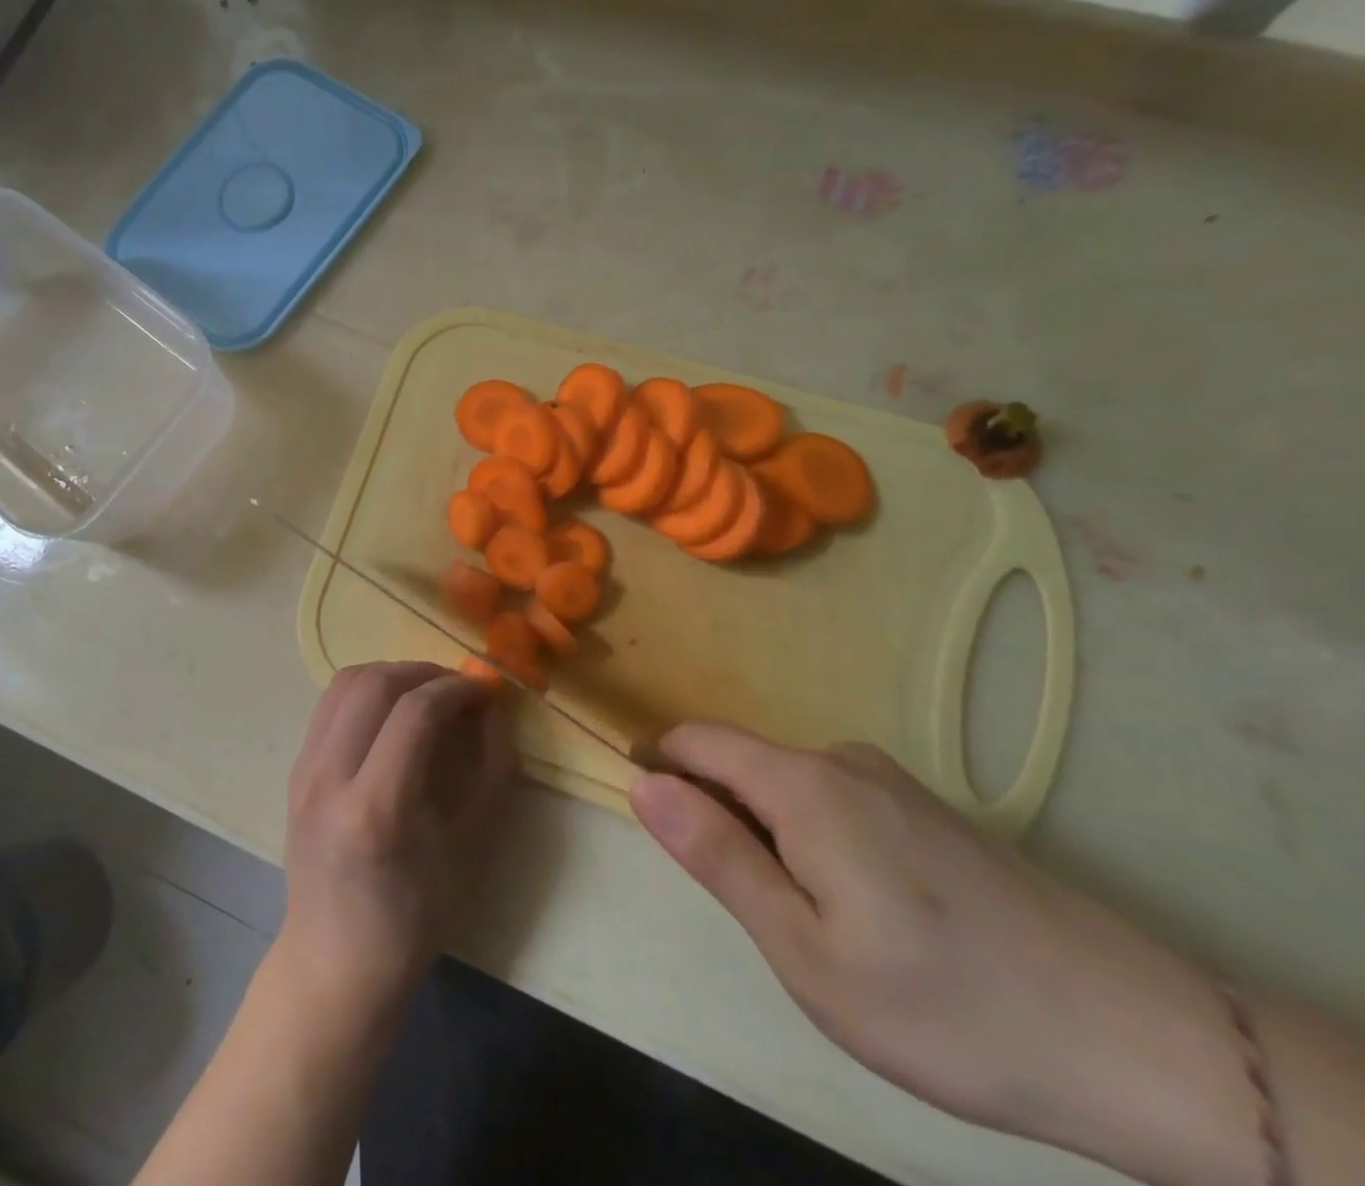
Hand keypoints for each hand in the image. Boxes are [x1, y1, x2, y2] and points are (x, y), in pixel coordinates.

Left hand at [280, 662, 517, 1013]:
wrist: (335, 961)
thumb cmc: (413, 917)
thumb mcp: (471, 849)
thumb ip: (491, 770)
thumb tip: (492, 708)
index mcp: (376, 810)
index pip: (415, 713)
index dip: (455, 690)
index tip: (482, 692)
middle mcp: (329, 779)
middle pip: (374, 684)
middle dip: (423, 671)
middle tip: (455, 688)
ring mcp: (304, 771)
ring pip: (345, 682)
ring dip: (391, 673)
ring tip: (424, 693)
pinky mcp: (294, 769)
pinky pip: (330, 704)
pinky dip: (365, 691)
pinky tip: (390, 712)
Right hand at [630, 724, 1259, 1184]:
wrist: (1141, 1042)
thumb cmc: (945, 1007)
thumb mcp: (804, 951)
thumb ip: (716, 855)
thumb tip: (641, 783)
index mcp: (803, 783)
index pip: (696, 740)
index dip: (658, 768)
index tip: (651, 826)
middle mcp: (842, 760)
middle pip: (741, 762)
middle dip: (716, 814)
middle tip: (747, 911)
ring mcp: (891, 781)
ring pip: (788, 786)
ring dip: (767, 834)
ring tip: (809, 927)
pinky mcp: (927, 809)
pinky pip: (834, 800)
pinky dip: (812, 838)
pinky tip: (865, 916)